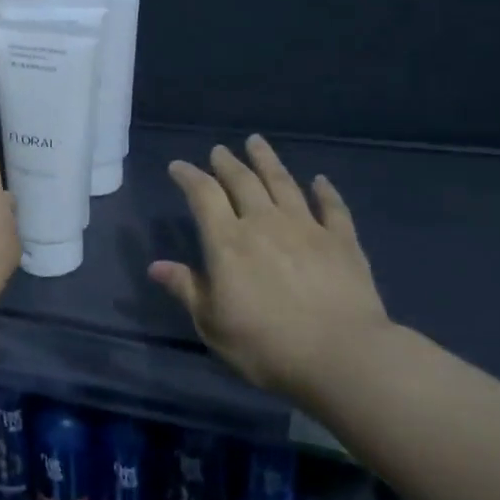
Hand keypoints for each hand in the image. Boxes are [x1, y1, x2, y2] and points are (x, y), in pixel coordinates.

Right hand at [149, 135, 390, 401]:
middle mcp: (265, 224)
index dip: (189, 177)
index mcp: (228, 243)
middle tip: (219, 150)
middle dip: (227, 163)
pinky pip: (332, 207)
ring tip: (257, 143)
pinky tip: (320, 180)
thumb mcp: (212, 323)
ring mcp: (307, 228)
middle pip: (243, 182)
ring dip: (268, 162)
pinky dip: (325, 191)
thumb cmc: (265, 345)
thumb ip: (186, 289)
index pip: (203, 196)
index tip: (178, 166)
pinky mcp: (343, 242)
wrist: (341, 356)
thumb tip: (156, 266)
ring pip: (283, 184)